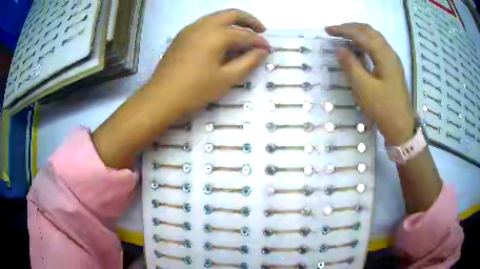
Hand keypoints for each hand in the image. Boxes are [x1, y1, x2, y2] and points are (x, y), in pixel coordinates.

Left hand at [93, 9, 269, 168]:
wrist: (161, 97)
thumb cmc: (195, 91)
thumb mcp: (226, 79)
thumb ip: (248, 62)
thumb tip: (262, 51)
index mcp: (216, 35)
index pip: (245, 35)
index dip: (259, 42)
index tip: (268, 49)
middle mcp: (204, 25)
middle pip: (232, 14)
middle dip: (249, 21)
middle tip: (260, 31)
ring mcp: (190, 28)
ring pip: (217, 17)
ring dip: (233, 22)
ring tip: (243, 34)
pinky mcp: (182, 35)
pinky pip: (205, 24)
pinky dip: (219, 26)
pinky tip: (221, 39)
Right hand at [326, 23, 414, 144]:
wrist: (402, 126)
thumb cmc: (384, 108)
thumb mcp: (364, 88)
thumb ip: (351, 65)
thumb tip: (339, 48)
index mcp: (384, 55)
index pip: (361, 35)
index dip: (343, 30)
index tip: (327, 30)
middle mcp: (390, 53)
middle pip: (370, 31)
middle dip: (351, 27)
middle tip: (335, 30)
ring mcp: (392, 60)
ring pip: (375, 38)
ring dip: (359, 33)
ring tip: (344, 36)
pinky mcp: (392, 68)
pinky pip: (378, 47)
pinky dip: (366, 42)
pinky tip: (359, 49)